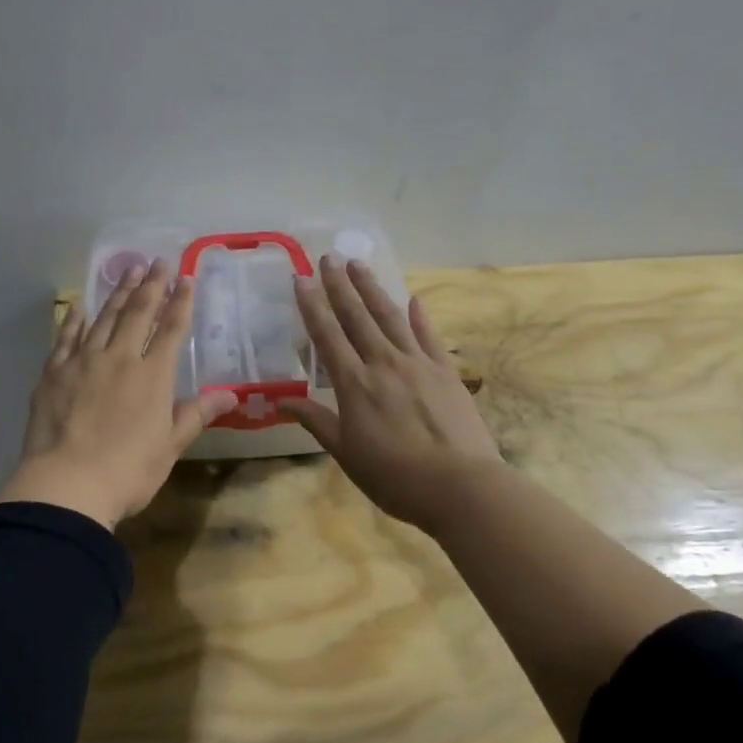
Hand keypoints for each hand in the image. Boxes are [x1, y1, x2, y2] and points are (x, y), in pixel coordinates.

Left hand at [0, 259, 236, 530]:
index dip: (180, 302)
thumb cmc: (128, 472)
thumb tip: (231, 394)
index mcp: (153, 377)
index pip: (172, 330)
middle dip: (151, 286)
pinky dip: (75, 319)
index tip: (186, 278)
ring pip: (104, 318)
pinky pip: (67, 337)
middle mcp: (120, 359)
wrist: (67, 485)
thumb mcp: (170, 446)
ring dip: (118, 292)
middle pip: (138, 314)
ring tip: (129, 270)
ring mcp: (84, 362)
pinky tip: (80, 306)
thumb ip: (196, 414)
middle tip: (158, 261)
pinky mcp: (54, 373)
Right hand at [281, 256, 503, 532]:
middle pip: (357, 316)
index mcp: (354, 384)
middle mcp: (383, 363)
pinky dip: (419, 316)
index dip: (312, 305)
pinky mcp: (446, 371)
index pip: (327, 335)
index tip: (301, 278)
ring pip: (390, 317)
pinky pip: (429, 336)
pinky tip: (412, 299)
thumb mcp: (346, 453)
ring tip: (358, 264)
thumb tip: (282, 400)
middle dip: (340, 285)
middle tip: (328, 257)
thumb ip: (316, 421)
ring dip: (372, 289)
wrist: (460, 486)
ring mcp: (418, 363)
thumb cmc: (394, 477)